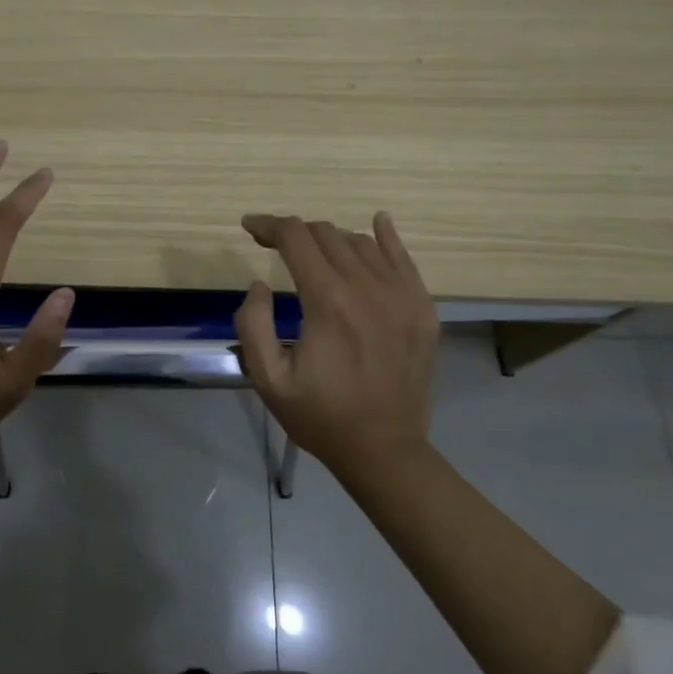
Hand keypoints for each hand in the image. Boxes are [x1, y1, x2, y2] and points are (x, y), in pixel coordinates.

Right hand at [234, 212, 440, 480]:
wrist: (385, 450)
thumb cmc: (321, 416)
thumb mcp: (269, 380)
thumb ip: (252, 324)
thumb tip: (260, 283)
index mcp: (328, 302)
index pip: (296, 238)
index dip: (268, 225)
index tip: (250, 227)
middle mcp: (367, 288)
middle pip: (326, 234)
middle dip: (295, 232)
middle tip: (274, 245)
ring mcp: (402, 295)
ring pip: (360, 242)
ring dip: (330, 240)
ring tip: (314, 255)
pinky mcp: (423, 308)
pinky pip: (404, 258)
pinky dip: (385, 236)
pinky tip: (377, 223)